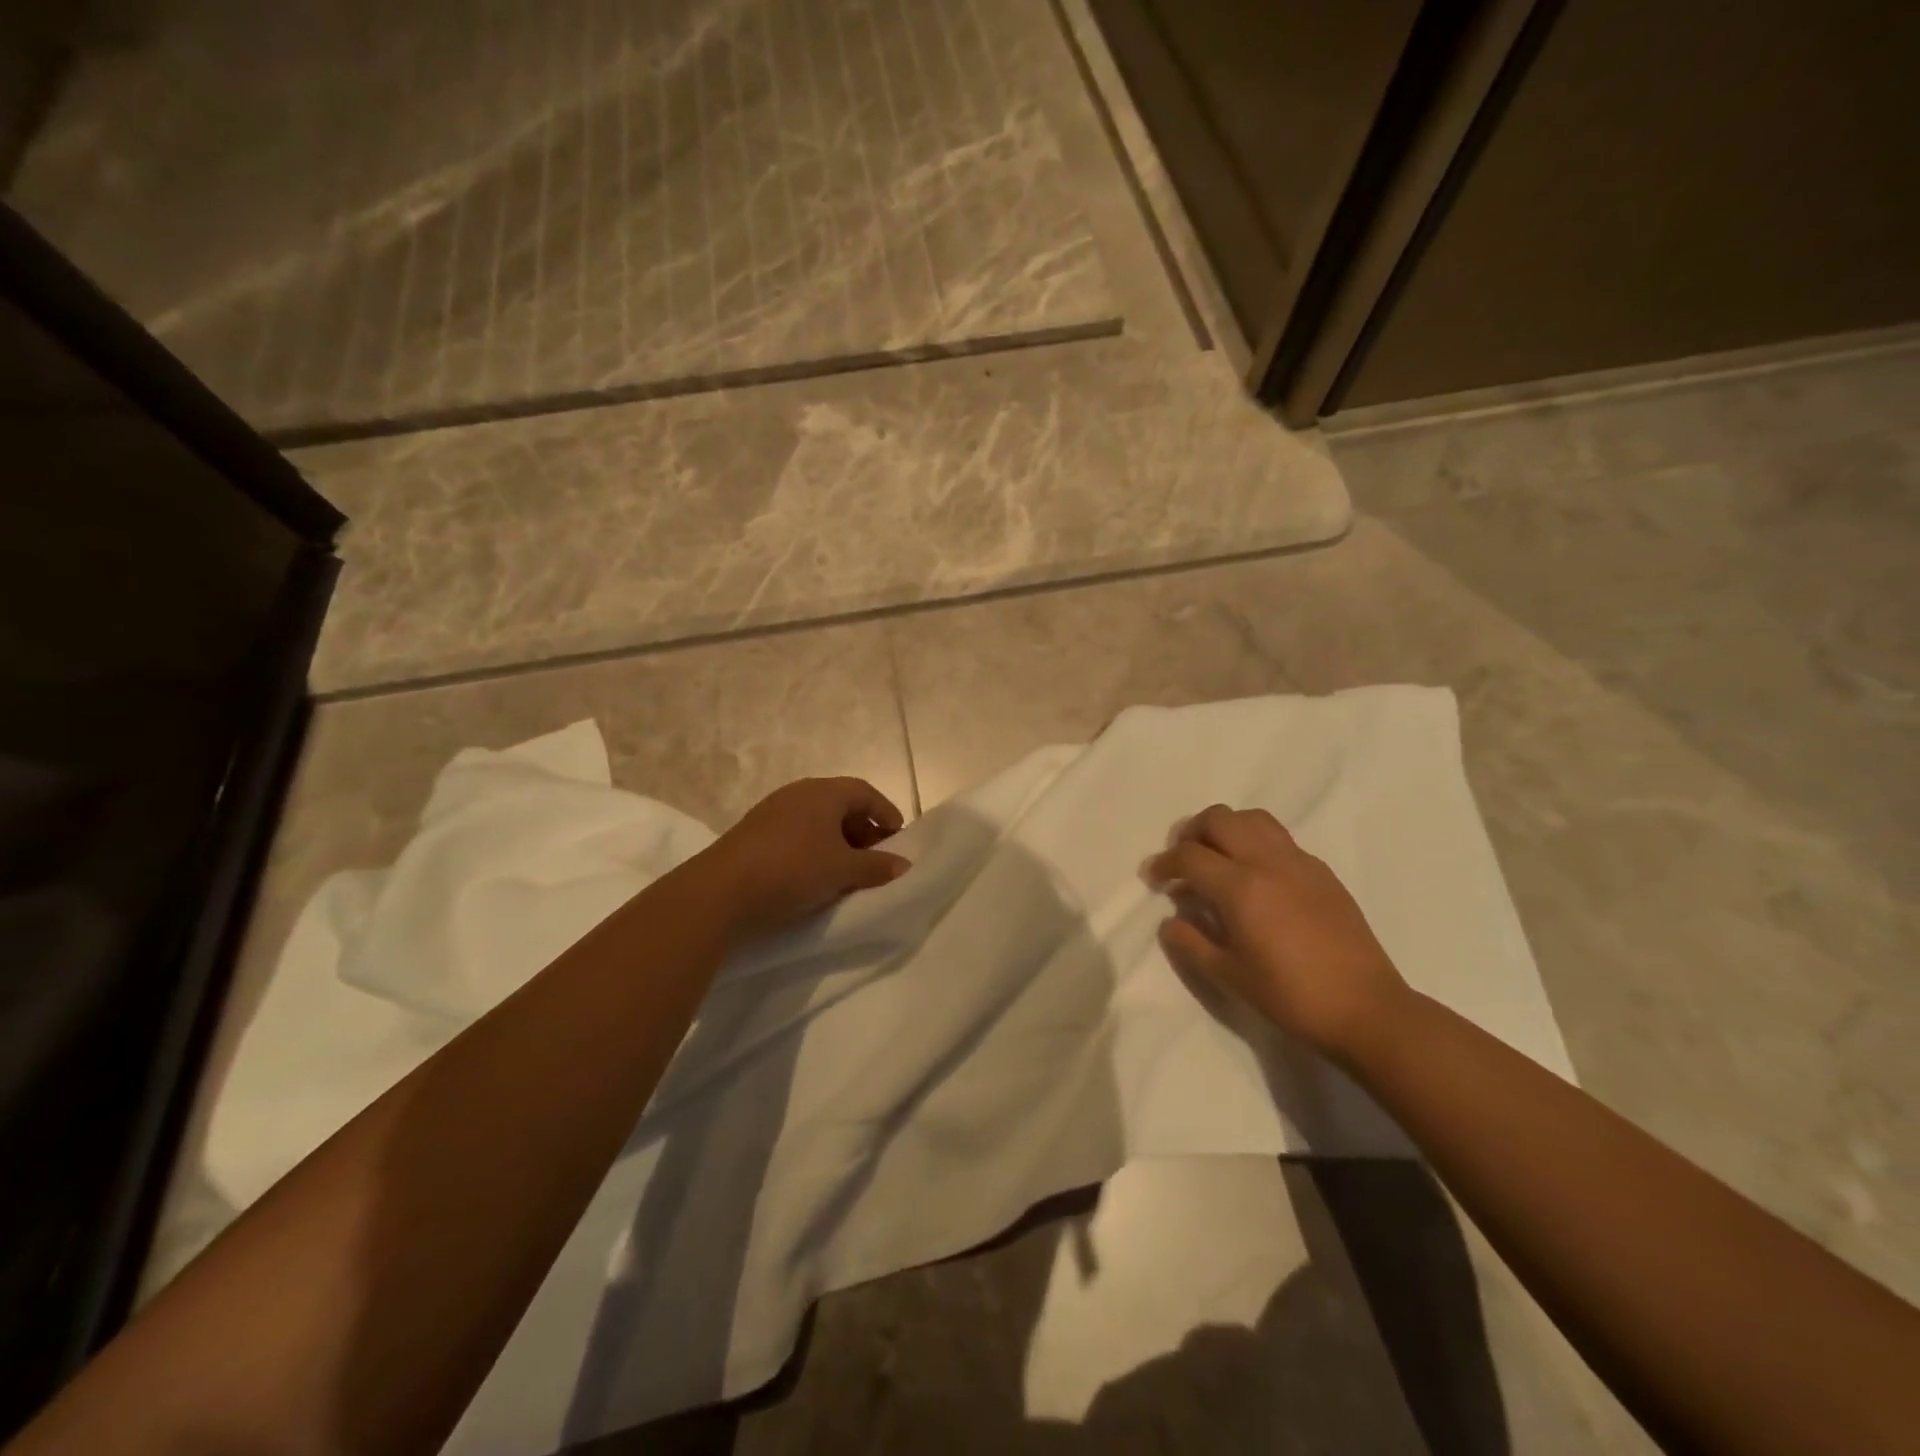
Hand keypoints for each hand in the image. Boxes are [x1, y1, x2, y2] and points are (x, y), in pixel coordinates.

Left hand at [694, 777, 910, 940]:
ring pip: (818, 820)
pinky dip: (815, 849)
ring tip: (849, 870)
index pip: (864, 792)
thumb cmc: (792, 870)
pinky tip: (816, 875)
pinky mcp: (755, 833)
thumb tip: (903, 865)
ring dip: (839, 842)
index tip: (898, 837)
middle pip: (841, 804)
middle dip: (863, 829)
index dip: (885, 812)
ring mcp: (773, 811)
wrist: (720, 891)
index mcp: (823, 792)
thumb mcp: (842, 870)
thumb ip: (876, 866)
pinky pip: (798, 833)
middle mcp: (798, 793)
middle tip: (877, 857)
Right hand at [1145, 804, 1409, 1057]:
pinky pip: (1279, 839)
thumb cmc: (1290, 996)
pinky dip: (1255, 843)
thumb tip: (1170, 920)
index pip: (1189, 856)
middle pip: (1219, 819)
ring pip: (1252, 819)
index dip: (1164, 864)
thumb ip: (1191, 942)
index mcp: (1241, 887)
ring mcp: (1299, 862)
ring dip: (1226, 829)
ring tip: (1217, 858)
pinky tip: (1255, 878)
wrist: (1365, 1008)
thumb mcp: (1229, 975)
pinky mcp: (1321, 871)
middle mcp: (1268, 862)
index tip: (1153, 879)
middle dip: (1192, 832)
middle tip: (1182, 861)